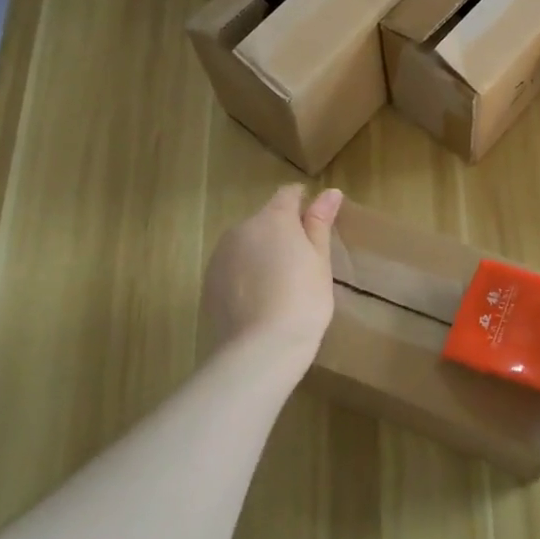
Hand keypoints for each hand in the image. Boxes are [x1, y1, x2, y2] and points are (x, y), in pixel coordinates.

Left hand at [200, 185, 341, 357]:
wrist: (261, 347)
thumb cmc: (303, 300)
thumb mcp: (320, 261)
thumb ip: (320, 223)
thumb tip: (330, 191)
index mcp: (273, 219)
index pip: (288, 194)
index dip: (303, 203)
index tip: (315, 224)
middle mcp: (242, 228)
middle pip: (265, 221)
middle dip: (281, 234)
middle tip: (301, 265)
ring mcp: (221, 255)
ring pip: (246, 245)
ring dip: (261, 254)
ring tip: (279, 287)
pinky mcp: (209, 281)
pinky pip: (232, 268)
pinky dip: (245, 276)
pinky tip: (259, 301)